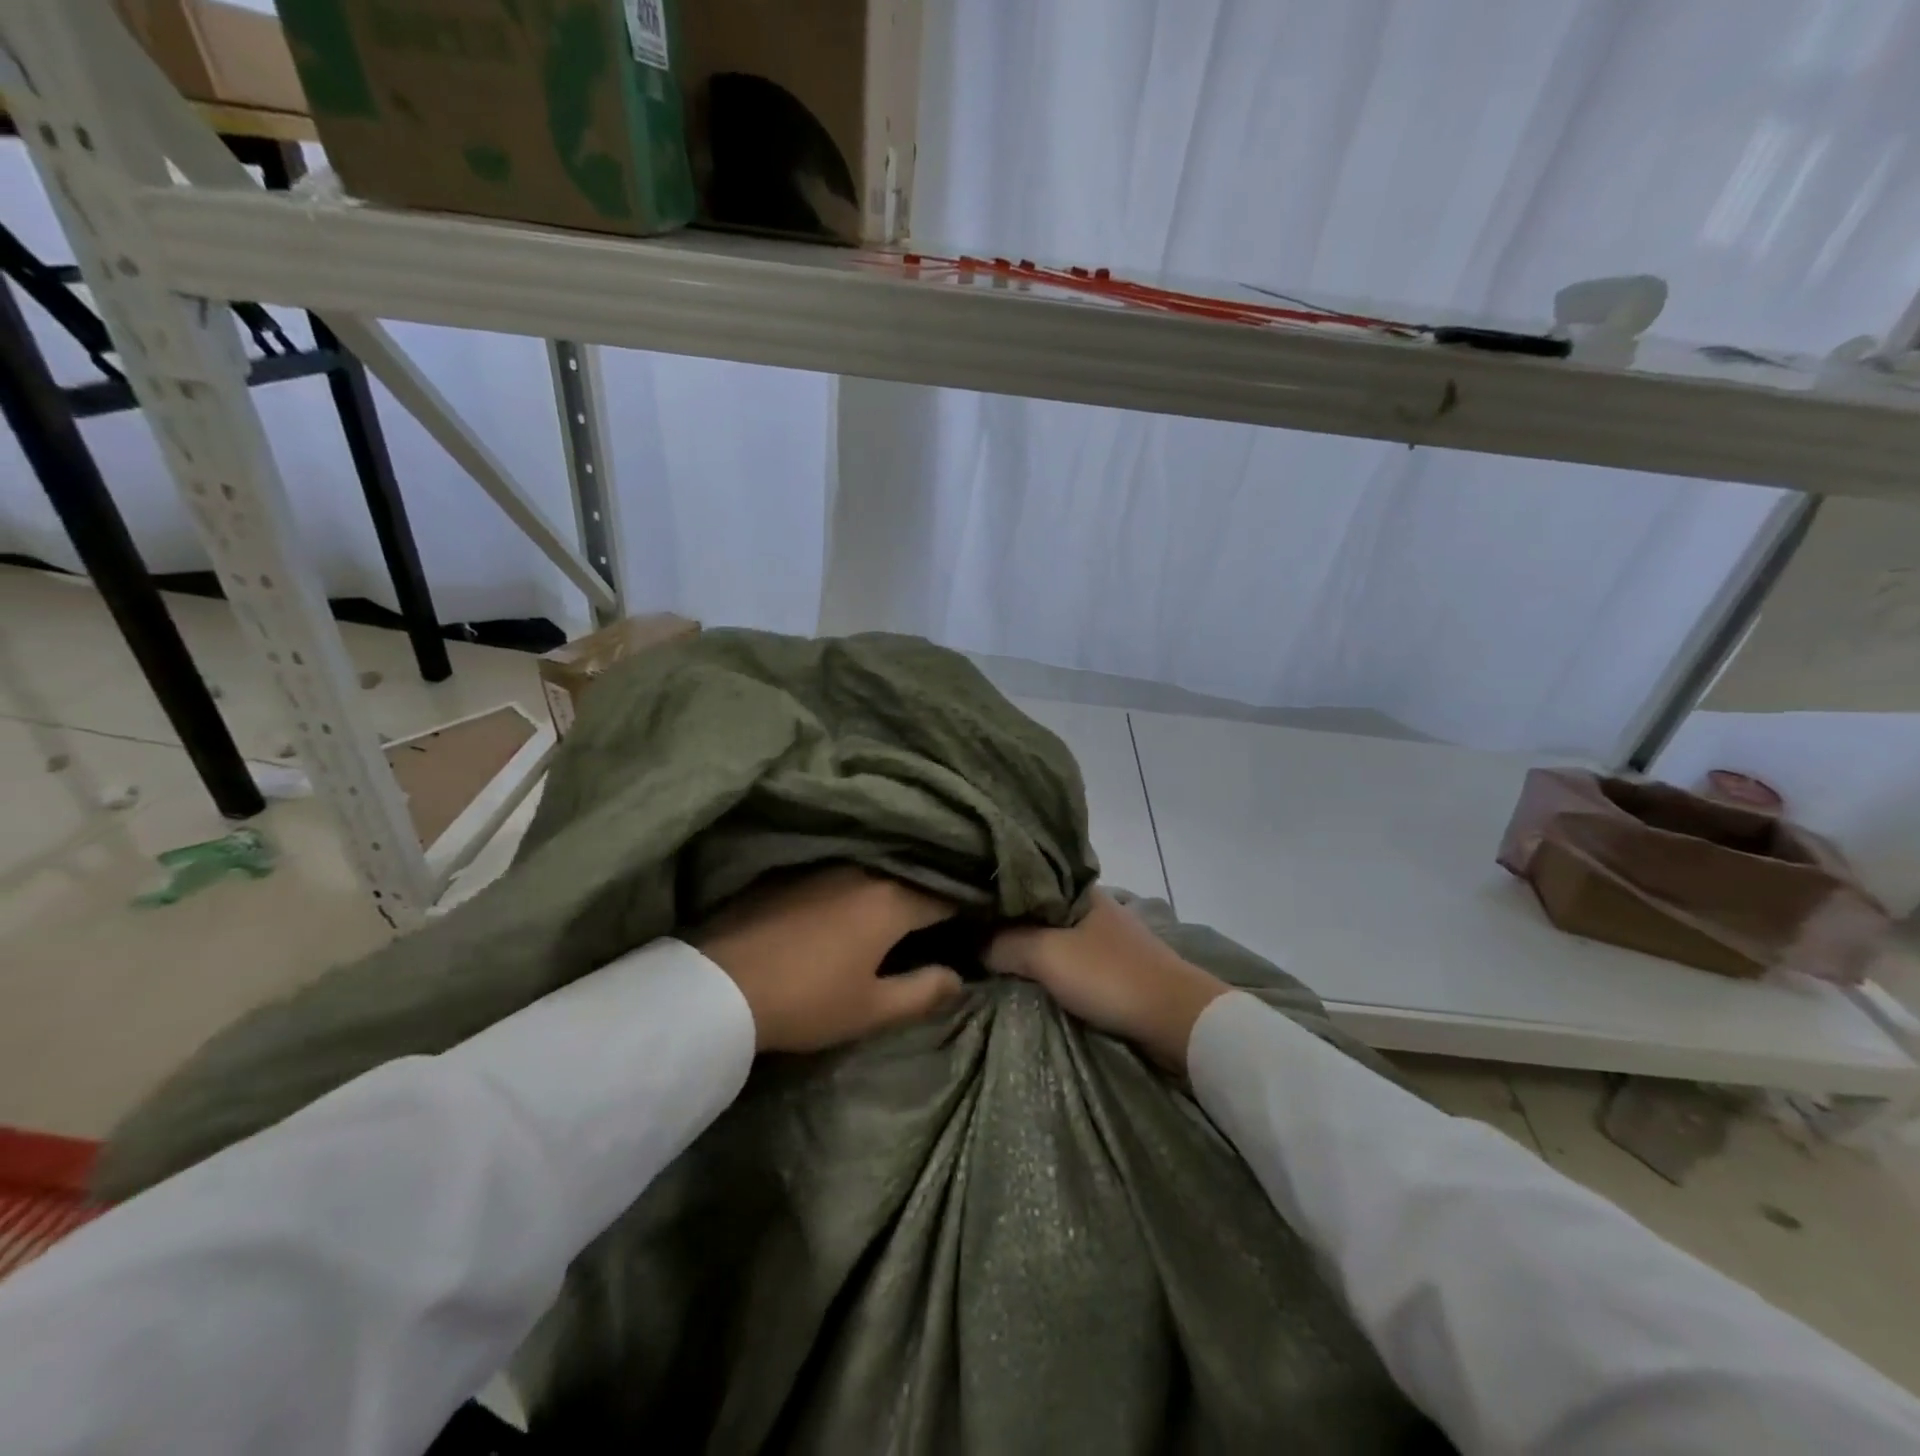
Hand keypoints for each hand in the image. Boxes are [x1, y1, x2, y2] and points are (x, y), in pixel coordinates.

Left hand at [693, 867, 962, 1052]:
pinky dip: (858, 884)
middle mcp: (864, 871)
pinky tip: (851, 904)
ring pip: (876, 869)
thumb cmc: (805, 999)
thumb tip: (959, 977)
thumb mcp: (870, 1009)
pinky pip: (842, 870)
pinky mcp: (793, 871)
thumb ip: (923, 992)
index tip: (979, 919)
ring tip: (901, 907)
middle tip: (944, 914)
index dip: (967, 907)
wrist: (717, 985)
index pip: (945, 895)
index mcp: (891, 900)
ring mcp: (824, 866)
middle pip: (911, 875)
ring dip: (893, 884)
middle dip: (931, 890)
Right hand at [985, 889, 1229, 1072]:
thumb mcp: (1047, 955)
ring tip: (988, 956)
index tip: (963, 905)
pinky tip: (1025, 975)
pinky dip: (1047, 966)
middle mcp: (1092, 905)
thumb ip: (1004, 943)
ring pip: (1053, 936)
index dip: (995, 891)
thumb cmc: (1110, 976)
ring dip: (1028, 947)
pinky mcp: (1113, 967)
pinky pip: (1068, 959)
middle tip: (967, 934)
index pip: (1027, 879)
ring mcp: (1105, 936)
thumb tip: (969, 942)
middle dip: (1008, 922)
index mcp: (1080, 889)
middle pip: (1038, 910)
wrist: (1178, 1020)